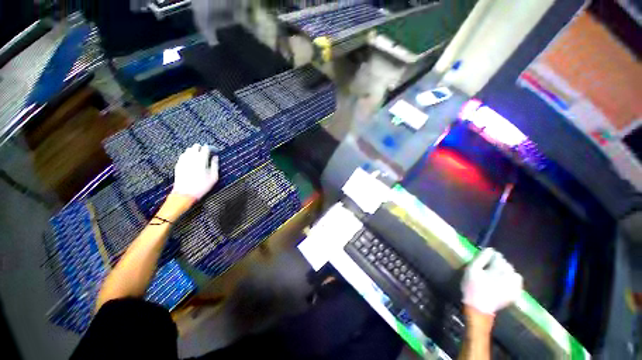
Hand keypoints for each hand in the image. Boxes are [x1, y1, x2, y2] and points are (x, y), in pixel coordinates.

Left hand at [172, 144, 218, 200]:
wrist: (185, 194)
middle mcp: (191, 158)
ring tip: (200, 157)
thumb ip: (215, 165)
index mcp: (201, 160)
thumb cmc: (202, 186)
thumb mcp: (214, 177)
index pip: (206, 148)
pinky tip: (192, 161)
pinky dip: (188, 155)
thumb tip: (215, 157)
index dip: (211, 148)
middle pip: (196, 146)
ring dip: (195, 151)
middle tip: (207, 154)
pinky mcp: (178, 164)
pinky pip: (183, 155)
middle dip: (202, 148)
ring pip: (189, 149)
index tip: (215, 152)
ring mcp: (183, 160)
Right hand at [462, 248, 522, 314]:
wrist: (479, 307)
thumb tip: (490, 249)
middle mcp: (509, 276)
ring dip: (507, 271)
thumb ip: (481, 258)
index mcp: (497, 269)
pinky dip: (513, 280)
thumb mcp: (471, 270)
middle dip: (500, 264)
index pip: (498, 257)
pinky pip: (518, 283)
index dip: (492, 256)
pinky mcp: (515, 294)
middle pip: (507, 264)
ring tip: (499, 274)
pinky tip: (506, 282)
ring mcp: (514, 286)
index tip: (487, 258)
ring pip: (514, 273)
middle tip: (491, 267)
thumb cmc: (472, 286)